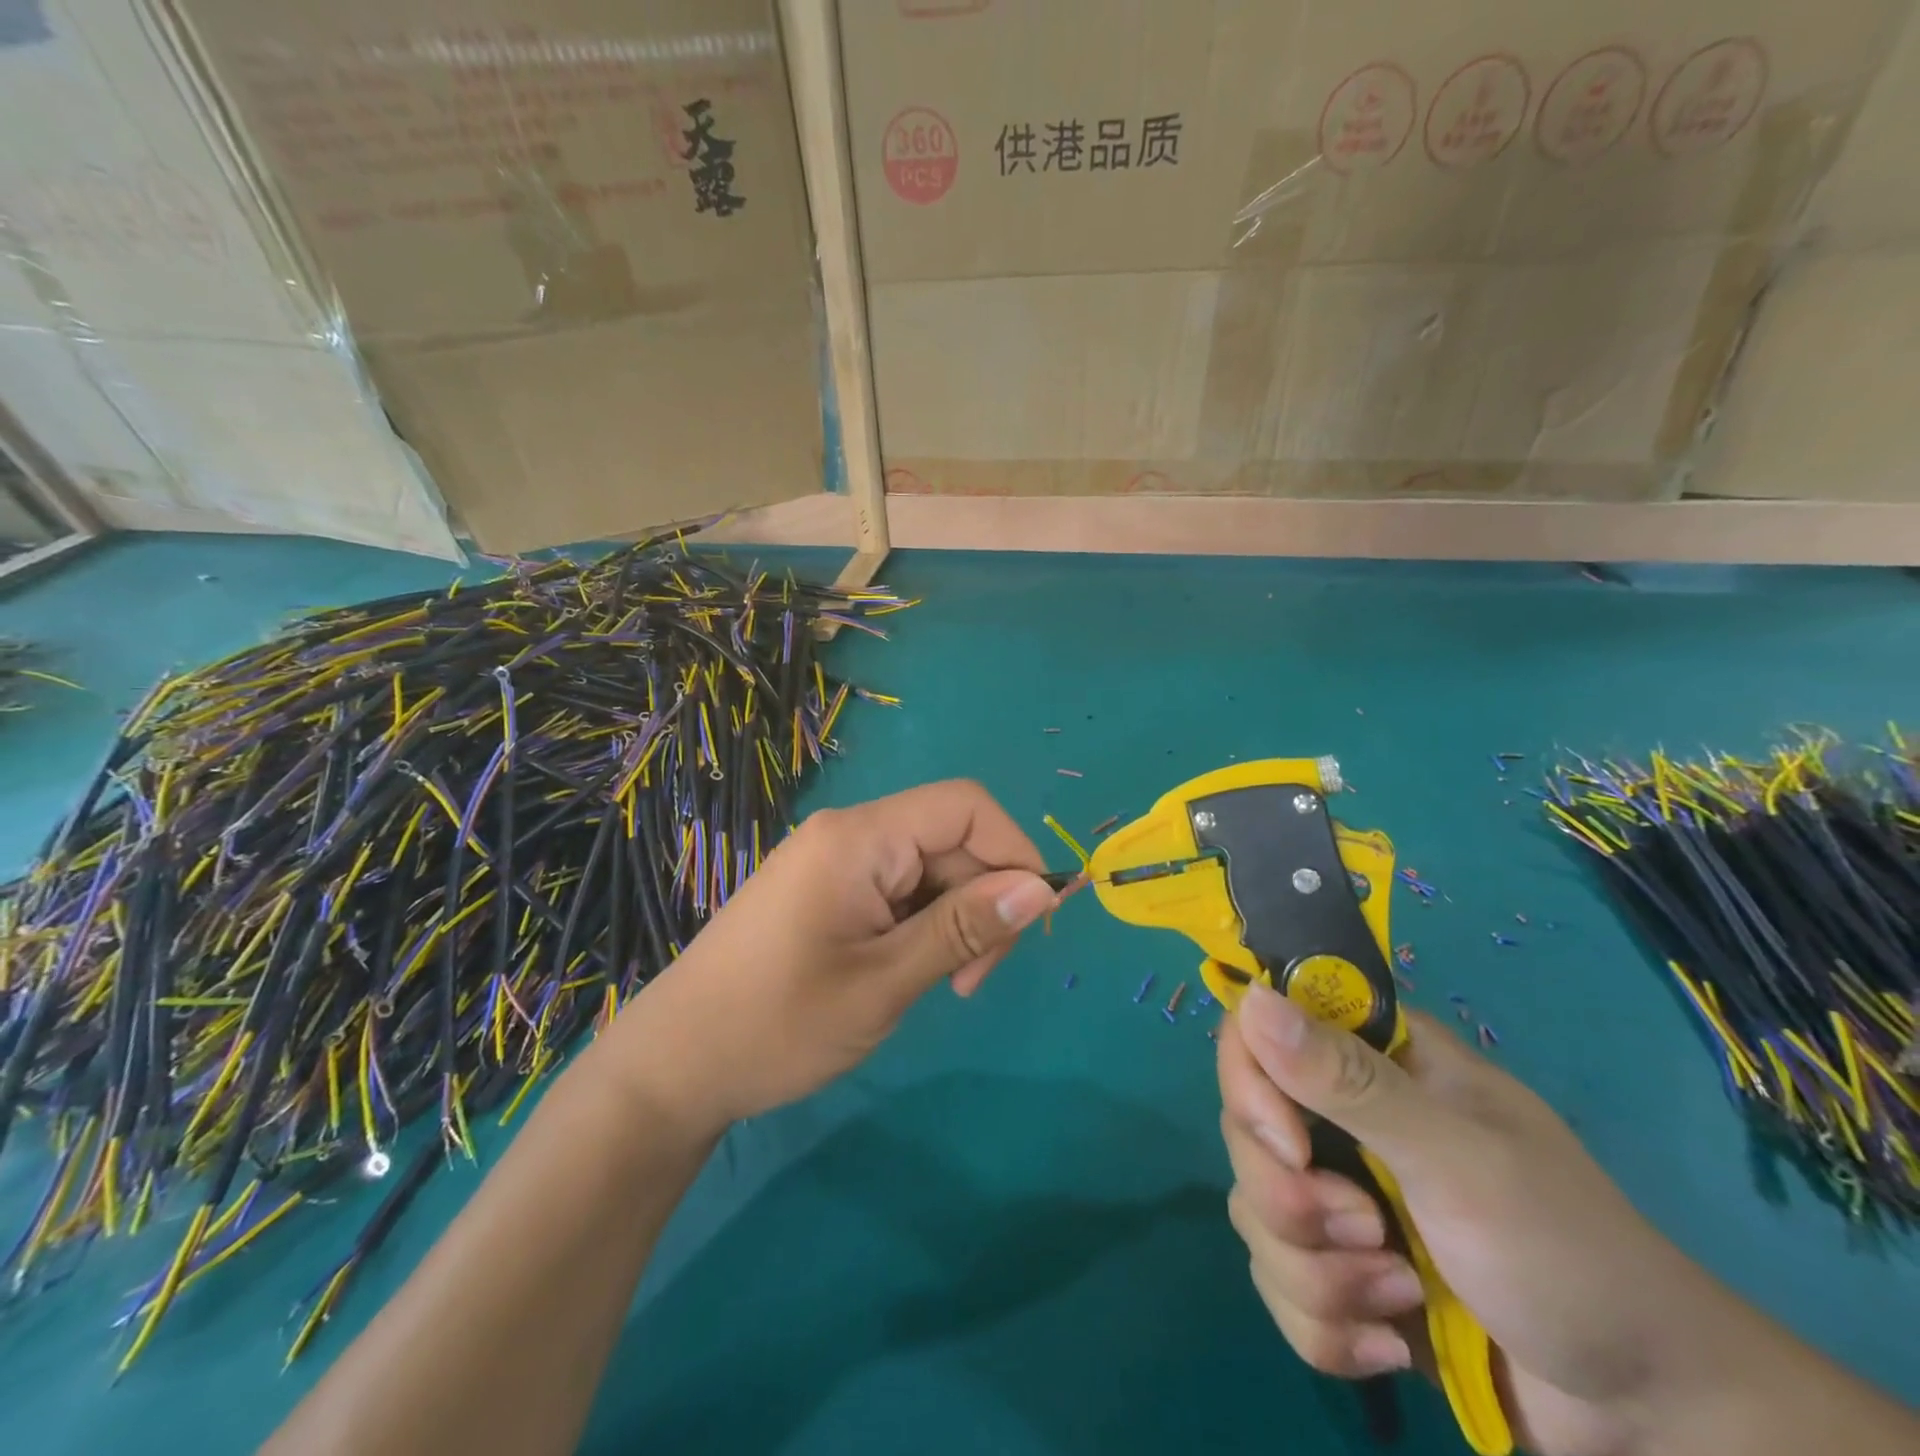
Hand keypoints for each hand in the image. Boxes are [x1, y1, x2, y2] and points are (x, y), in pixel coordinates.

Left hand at [602, 781, 1054, 1135]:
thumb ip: (965, 929)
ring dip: (953, 919)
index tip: (1028, 922)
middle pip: (950, 839)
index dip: (1013, 851)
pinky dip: (921, 924)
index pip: (966, 806)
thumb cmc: (777, 1024)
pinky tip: (908, 971)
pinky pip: (897, 887)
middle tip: (973, 981)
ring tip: (942, 985)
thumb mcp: (885, 982)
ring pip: (928, 867)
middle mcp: (849, 833)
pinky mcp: (826, 888)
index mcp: (860, 838)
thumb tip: (1042, 888)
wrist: (673, 1066)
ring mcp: (834, 860)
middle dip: (982, 900)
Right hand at [1218, 983, 1766, 1455]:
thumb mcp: (1459, 1162)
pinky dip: (1326, 1325)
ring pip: (1256, 1213)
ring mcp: (1339, 1194)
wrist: (1653, 1424)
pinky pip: (1277, 1283)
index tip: (1288, 1144)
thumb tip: (1252, 999)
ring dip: (1321, 1276)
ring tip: (1402, 1300)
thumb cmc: (1567, 1258)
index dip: (1251, 1083)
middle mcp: (1344, 1117)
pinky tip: (1391, 1345)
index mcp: (1375, 1063)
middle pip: (1245, 1131)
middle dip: (1294, 1203)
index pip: (1259, 1033)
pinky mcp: (1340, 1268)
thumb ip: (1352, 1082)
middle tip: (1371, 1233)